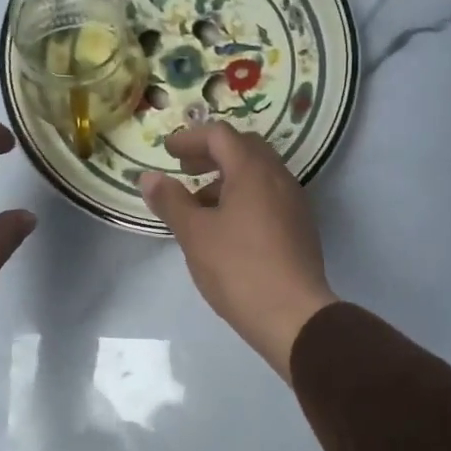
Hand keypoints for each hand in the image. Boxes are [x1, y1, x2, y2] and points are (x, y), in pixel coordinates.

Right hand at [139, 123, 337, 380]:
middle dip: (211, 154)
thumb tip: (149, 177)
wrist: (294, 315)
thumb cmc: (239, 269)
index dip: (190, 138)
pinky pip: (269, 197)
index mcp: (253, 171)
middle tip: (185, 170)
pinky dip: (245, 198)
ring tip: (200, 206)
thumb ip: (171, 201)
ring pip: (259, 175)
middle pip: (244, 149)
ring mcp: (294, 203)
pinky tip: (227, 228)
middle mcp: (279, 178)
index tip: (167, 151)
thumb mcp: (195, 234)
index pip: (221, 135)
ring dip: (228, 179)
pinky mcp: (300, 228)